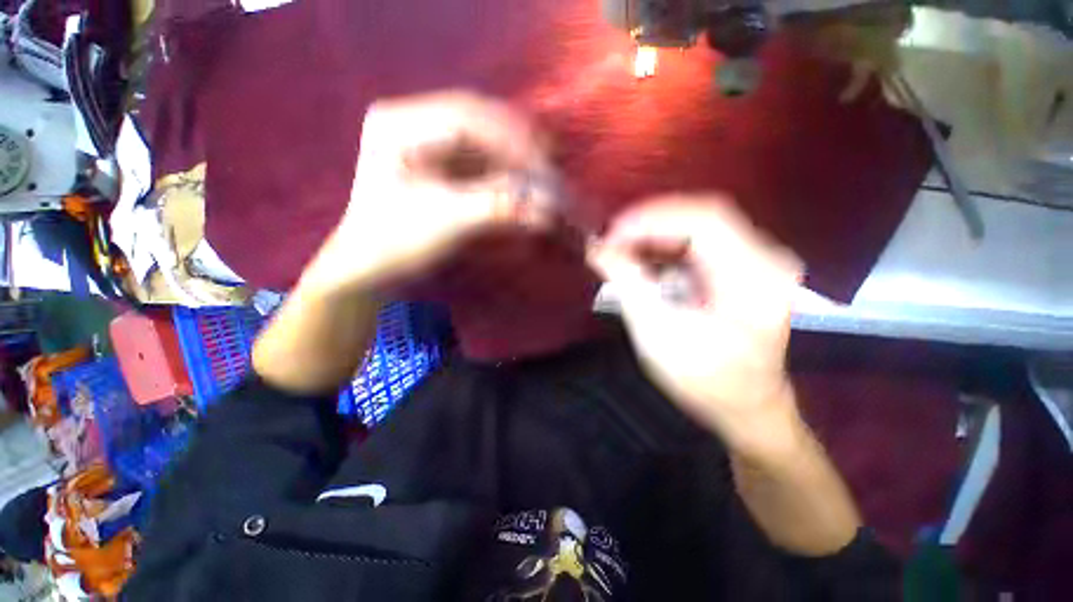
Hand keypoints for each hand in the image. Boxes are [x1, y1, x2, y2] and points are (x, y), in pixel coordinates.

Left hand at [302, 91, 555, 293]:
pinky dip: (504, 165)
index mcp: (398, 124)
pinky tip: (521, 174)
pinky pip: (479, 155)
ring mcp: (424, 140)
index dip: (509, 136)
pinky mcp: (437, 163)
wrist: (373, 266)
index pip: (466, 116)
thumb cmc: (396, 243)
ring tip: (542, 165)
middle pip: (476, 120)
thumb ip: (495, 207)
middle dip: (515, 140)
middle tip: (549, 157)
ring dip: (513, 151)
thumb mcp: (446, 221)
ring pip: (482, 136)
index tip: (541, 159)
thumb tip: (544, 207)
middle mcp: (410, 122)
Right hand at [589, 195, 803, 452]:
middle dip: (649, 223)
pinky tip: (642, 259)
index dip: (652, 219)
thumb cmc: (703, 380)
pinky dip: (665, 246)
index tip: (610, 234)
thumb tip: (597, 248)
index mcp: (754, 278)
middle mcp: (765, 258)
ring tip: (619, 248)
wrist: (744, 408)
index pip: (704, 220)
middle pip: (702, 216)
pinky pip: (699, 243)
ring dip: (655, 233)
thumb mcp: (657, 333)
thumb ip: (627, 283)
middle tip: (610, 239)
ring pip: (699, 226)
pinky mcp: (741, 268)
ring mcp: (756, 261)